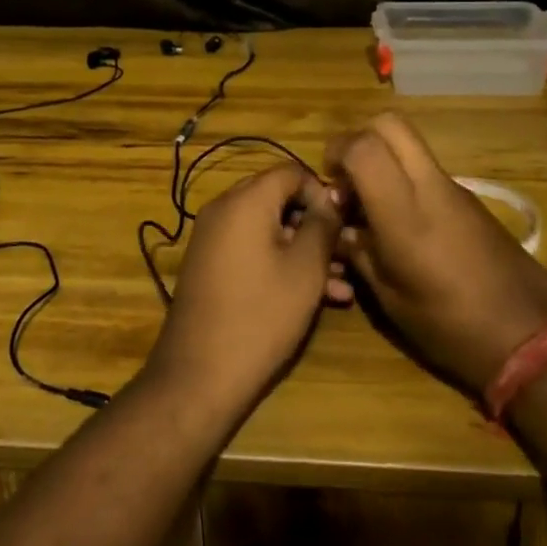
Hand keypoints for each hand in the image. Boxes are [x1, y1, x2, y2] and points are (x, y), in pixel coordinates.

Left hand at [145, 164, 346, 417]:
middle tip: (345, 253)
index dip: (322, 192)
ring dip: (304, 250)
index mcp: (245, 200)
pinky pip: (252, 249)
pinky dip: (280, 263)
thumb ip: (323, 224)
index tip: (345, 223)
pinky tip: (317, 298)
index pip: (291, 172)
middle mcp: (223, 209)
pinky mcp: (210, 266)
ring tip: (341, 285)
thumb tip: (332, 196)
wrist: (200, 373)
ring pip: (268, 229)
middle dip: (315, 224)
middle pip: (278, 199)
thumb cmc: (261, 314)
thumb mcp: (305, 267)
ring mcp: (213, 238)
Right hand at [325, 113, 546, 392]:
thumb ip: (358, 251)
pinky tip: (405, 225)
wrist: (530, 339)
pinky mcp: (473, 200)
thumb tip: (340, 226)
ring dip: (385, 161)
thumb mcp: (389, 298)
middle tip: (350, 178)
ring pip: (411, 146)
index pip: (364, 146)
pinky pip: (429, 171)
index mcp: (405, 212)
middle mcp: (431, 187)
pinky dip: (407, 180)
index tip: (330, 183)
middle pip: (391, 124)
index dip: (337, 151)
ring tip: (374, 207)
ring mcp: (456, 189)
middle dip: (361, 139)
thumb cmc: (449, 326)